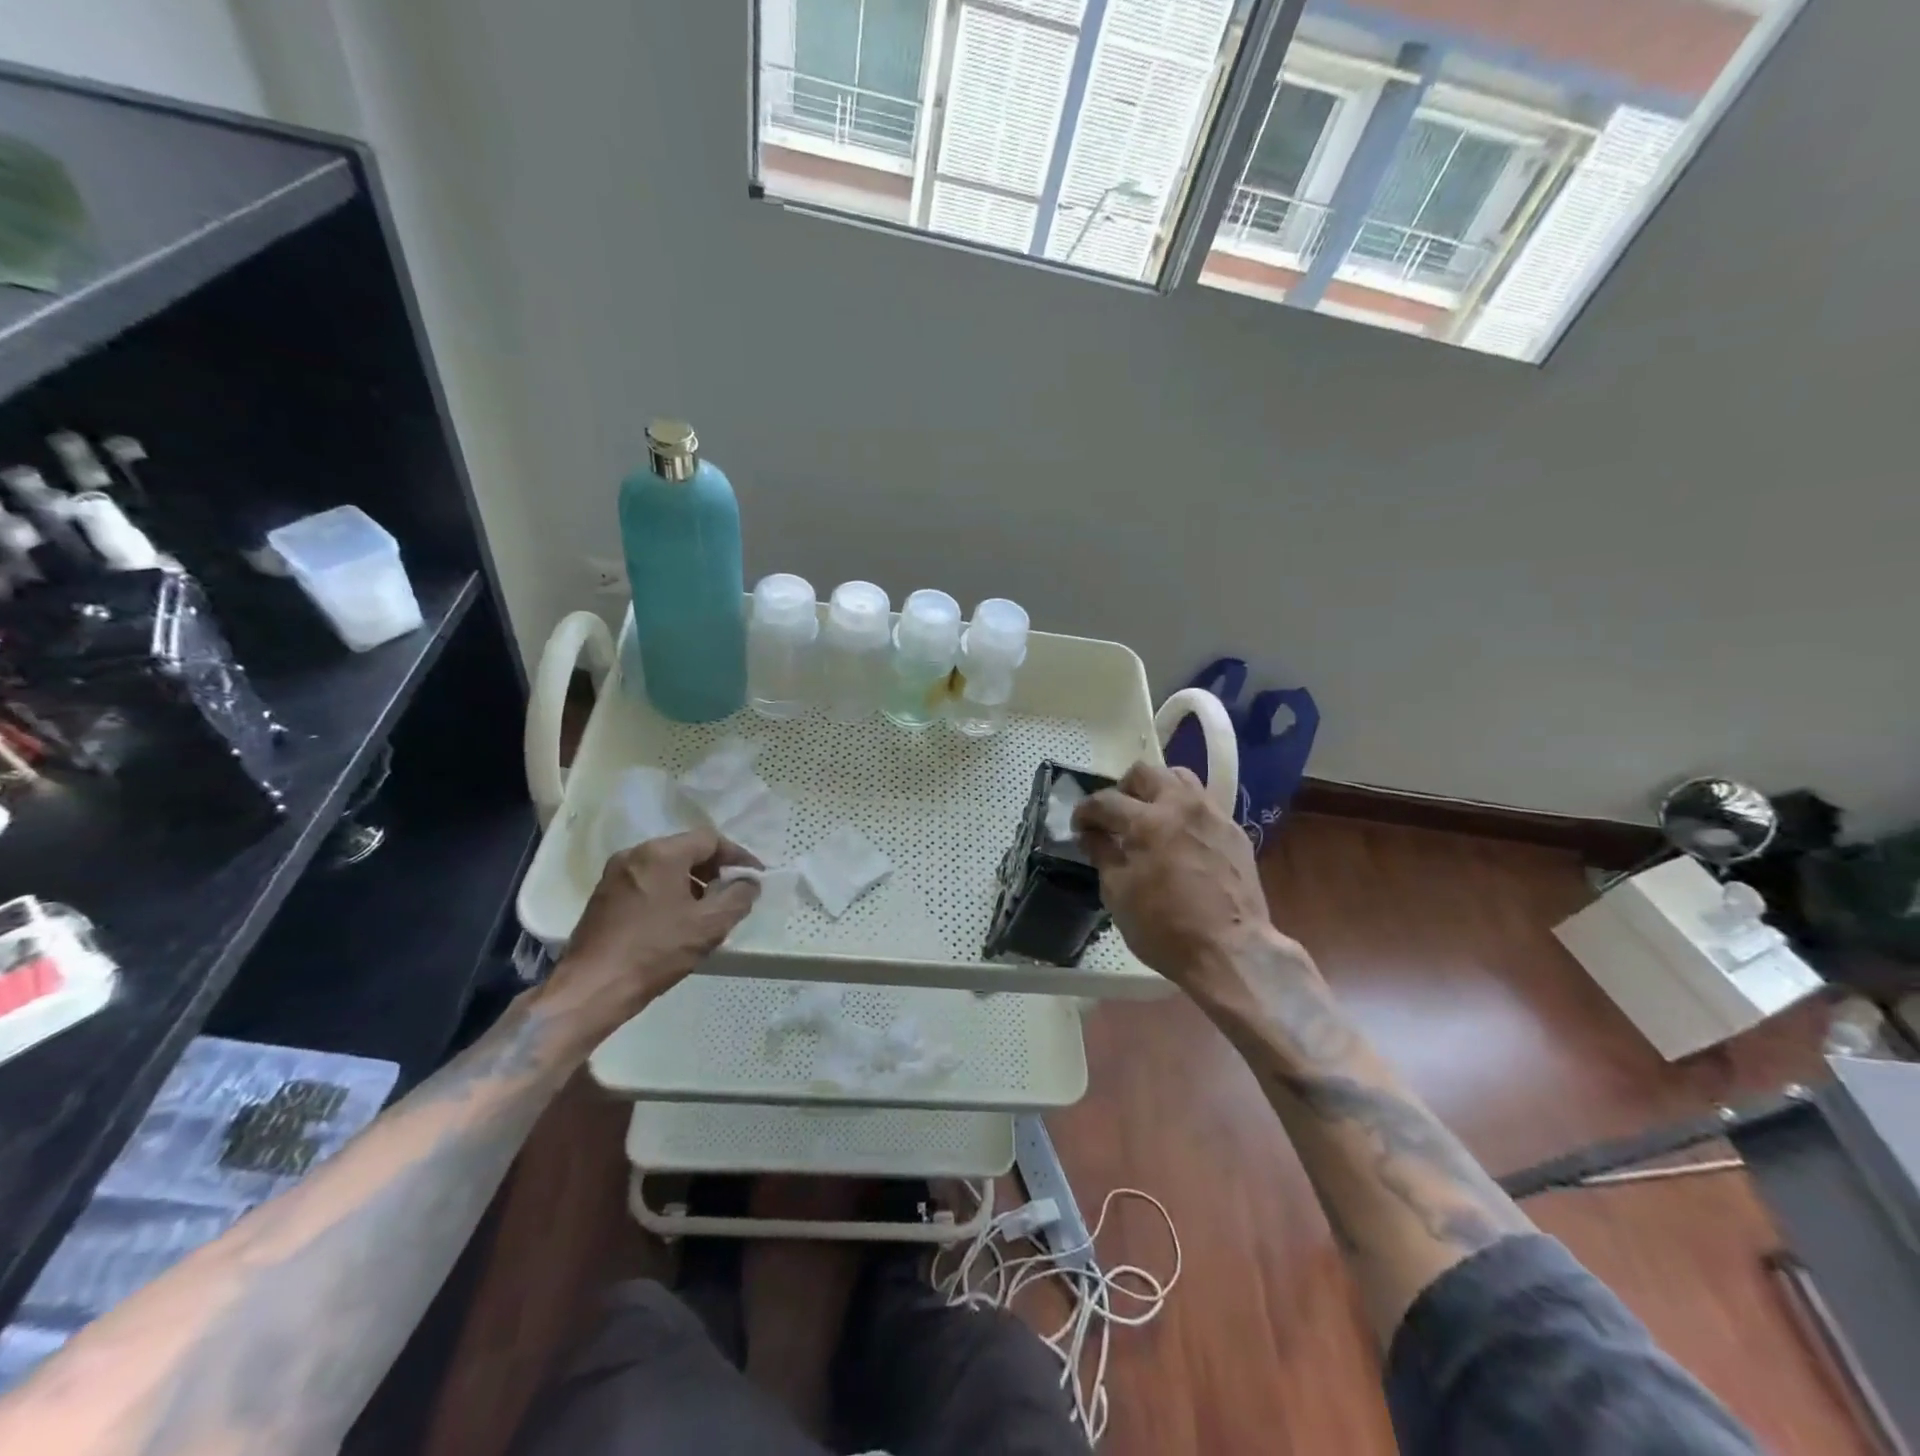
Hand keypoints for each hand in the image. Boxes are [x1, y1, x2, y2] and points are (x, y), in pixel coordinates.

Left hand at [535, 828, 760, 1044]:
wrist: (591, 989)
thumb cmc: (655, 951)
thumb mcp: (709, 925)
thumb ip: (738, 897)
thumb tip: (749, 882)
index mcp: (661, 853)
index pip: (711, 840)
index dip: (738, 856)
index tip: (754, 878)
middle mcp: (635, 854)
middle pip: (686, 850)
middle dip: (714, 870)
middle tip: (732, 894)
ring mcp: (614, 874)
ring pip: (666, 867)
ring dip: (692, 882)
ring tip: (707, 911)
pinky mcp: (603, 896)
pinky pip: (647, 882)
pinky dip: (668, 892)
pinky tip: (677, 920)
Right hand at [1073, 763, 1289, 990]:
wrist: (1231, 952)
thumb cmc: (1165, 928)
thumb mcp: (1118, 894)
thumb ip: (1103, 855)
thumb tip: (1091, 835)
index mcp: (1146, 822)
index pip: (1105, 801)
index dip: (1085, 811)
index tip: (1080, 826)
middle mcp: (1181, 806)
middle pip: (1146, 772)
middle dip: (1123, 789)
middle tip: (1116, 815)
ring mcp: (1213, 815)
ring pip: (1181, 778)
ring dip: (1158, 790)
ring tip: (1150, 817)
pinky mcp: (1234, 831)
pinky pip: (1204, 805)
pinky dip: (1184, 812)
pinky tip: (1180, 839)